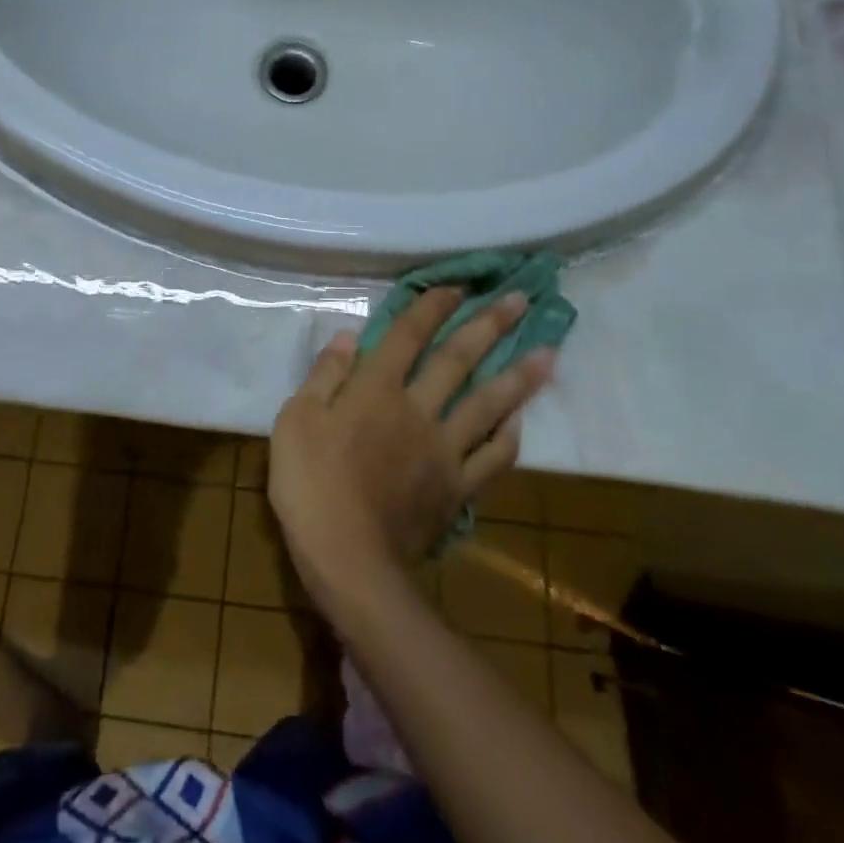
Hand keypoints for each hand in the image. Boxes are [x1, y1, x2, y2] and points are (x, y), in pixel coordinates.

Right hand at [268, 289, 553, 603]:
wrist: (348, 558)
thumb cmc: (310, 483)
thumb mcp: (296, 420)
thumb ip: (325, 376)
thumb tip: (348, 337)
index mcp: (375, 389)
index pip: (408, 336)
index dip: (431, 307)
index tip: (456, 285)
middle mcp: (417, 409)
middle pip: (457, 360)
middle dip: (488, 326)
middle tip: (520, 300)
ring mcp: (443, 450)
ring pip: (488, 405)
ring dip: (518, 377)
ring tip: (548, 354)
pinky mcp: (457, 488)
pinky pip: (492, 458)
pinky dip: (509, 437)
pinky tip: (521, 421)